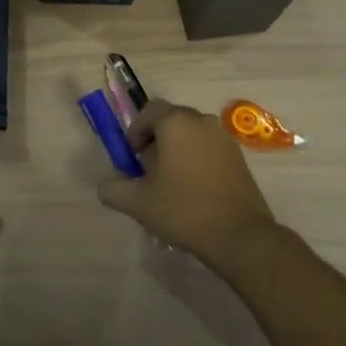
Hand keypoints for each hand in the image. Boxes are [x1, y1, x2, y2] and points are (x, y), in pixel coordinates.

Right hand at [96, 100, 281, 273]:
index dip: (136, 130)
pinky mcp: (239, 156)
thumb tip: (106, 184)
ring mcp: (224, 138)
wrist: (239, 235)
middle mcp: (201, 121)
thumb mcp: (137, 202)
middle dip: (156, 139)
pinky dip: (197, 158)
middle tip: (149, 170)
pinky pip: (209, 147)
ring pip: (191, 133)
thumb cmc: (183, 210)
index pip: (149, 110)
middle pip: (171, 119)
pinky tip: (195, 189)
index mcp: (176, 123)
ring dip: (177, 149)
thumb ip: (113, 189)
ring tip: (172, 181)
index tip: (133, 157)